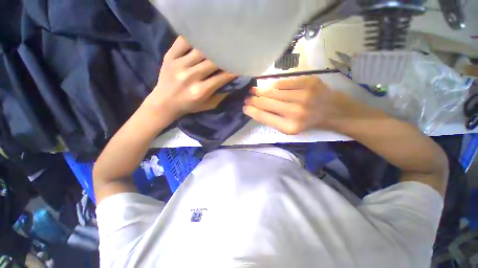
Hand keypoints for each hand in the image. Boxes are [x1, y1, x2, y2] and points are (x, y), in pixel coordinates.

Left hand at [144, 36, 235, 119]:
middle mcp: (190, 76)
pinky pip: (183, 41)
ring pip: (200, 50)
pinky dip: (194, 39)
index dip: (233, 71)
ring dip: (212, 48)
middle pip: (213, 61)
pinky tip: (201, 40)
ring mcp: (178, 64)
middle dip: (224, 58)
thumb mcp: (208, 105)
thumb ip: (221, 95)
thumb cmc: (189, 106)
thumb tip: (232, 83)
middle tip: (231, 55)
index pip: (222, 77)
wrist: (165, 102)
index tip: (239, 67)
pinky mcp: (169, 57)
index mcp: (200, 91)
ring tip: (218, 46)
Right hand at [243, 76, 359, 134]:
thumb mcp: (290, 128)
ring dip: (261, 90)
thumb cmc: (309, 122)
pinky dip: (274, 85)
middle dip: (253, 100)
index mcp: (290, 126)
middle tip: (247, 97)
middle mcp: (295, 112)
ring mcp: (303, 95)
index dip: (251, 111)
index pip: (263, 117)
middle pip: (266, 102)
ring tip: (254, 90)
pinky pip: (284, 82)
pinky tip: (269, 86)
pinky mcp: (309, 82)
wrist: (334, 111)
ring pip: (273, 91)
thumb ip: (273, 120)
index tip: (244, 107)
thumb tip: (256, 109)